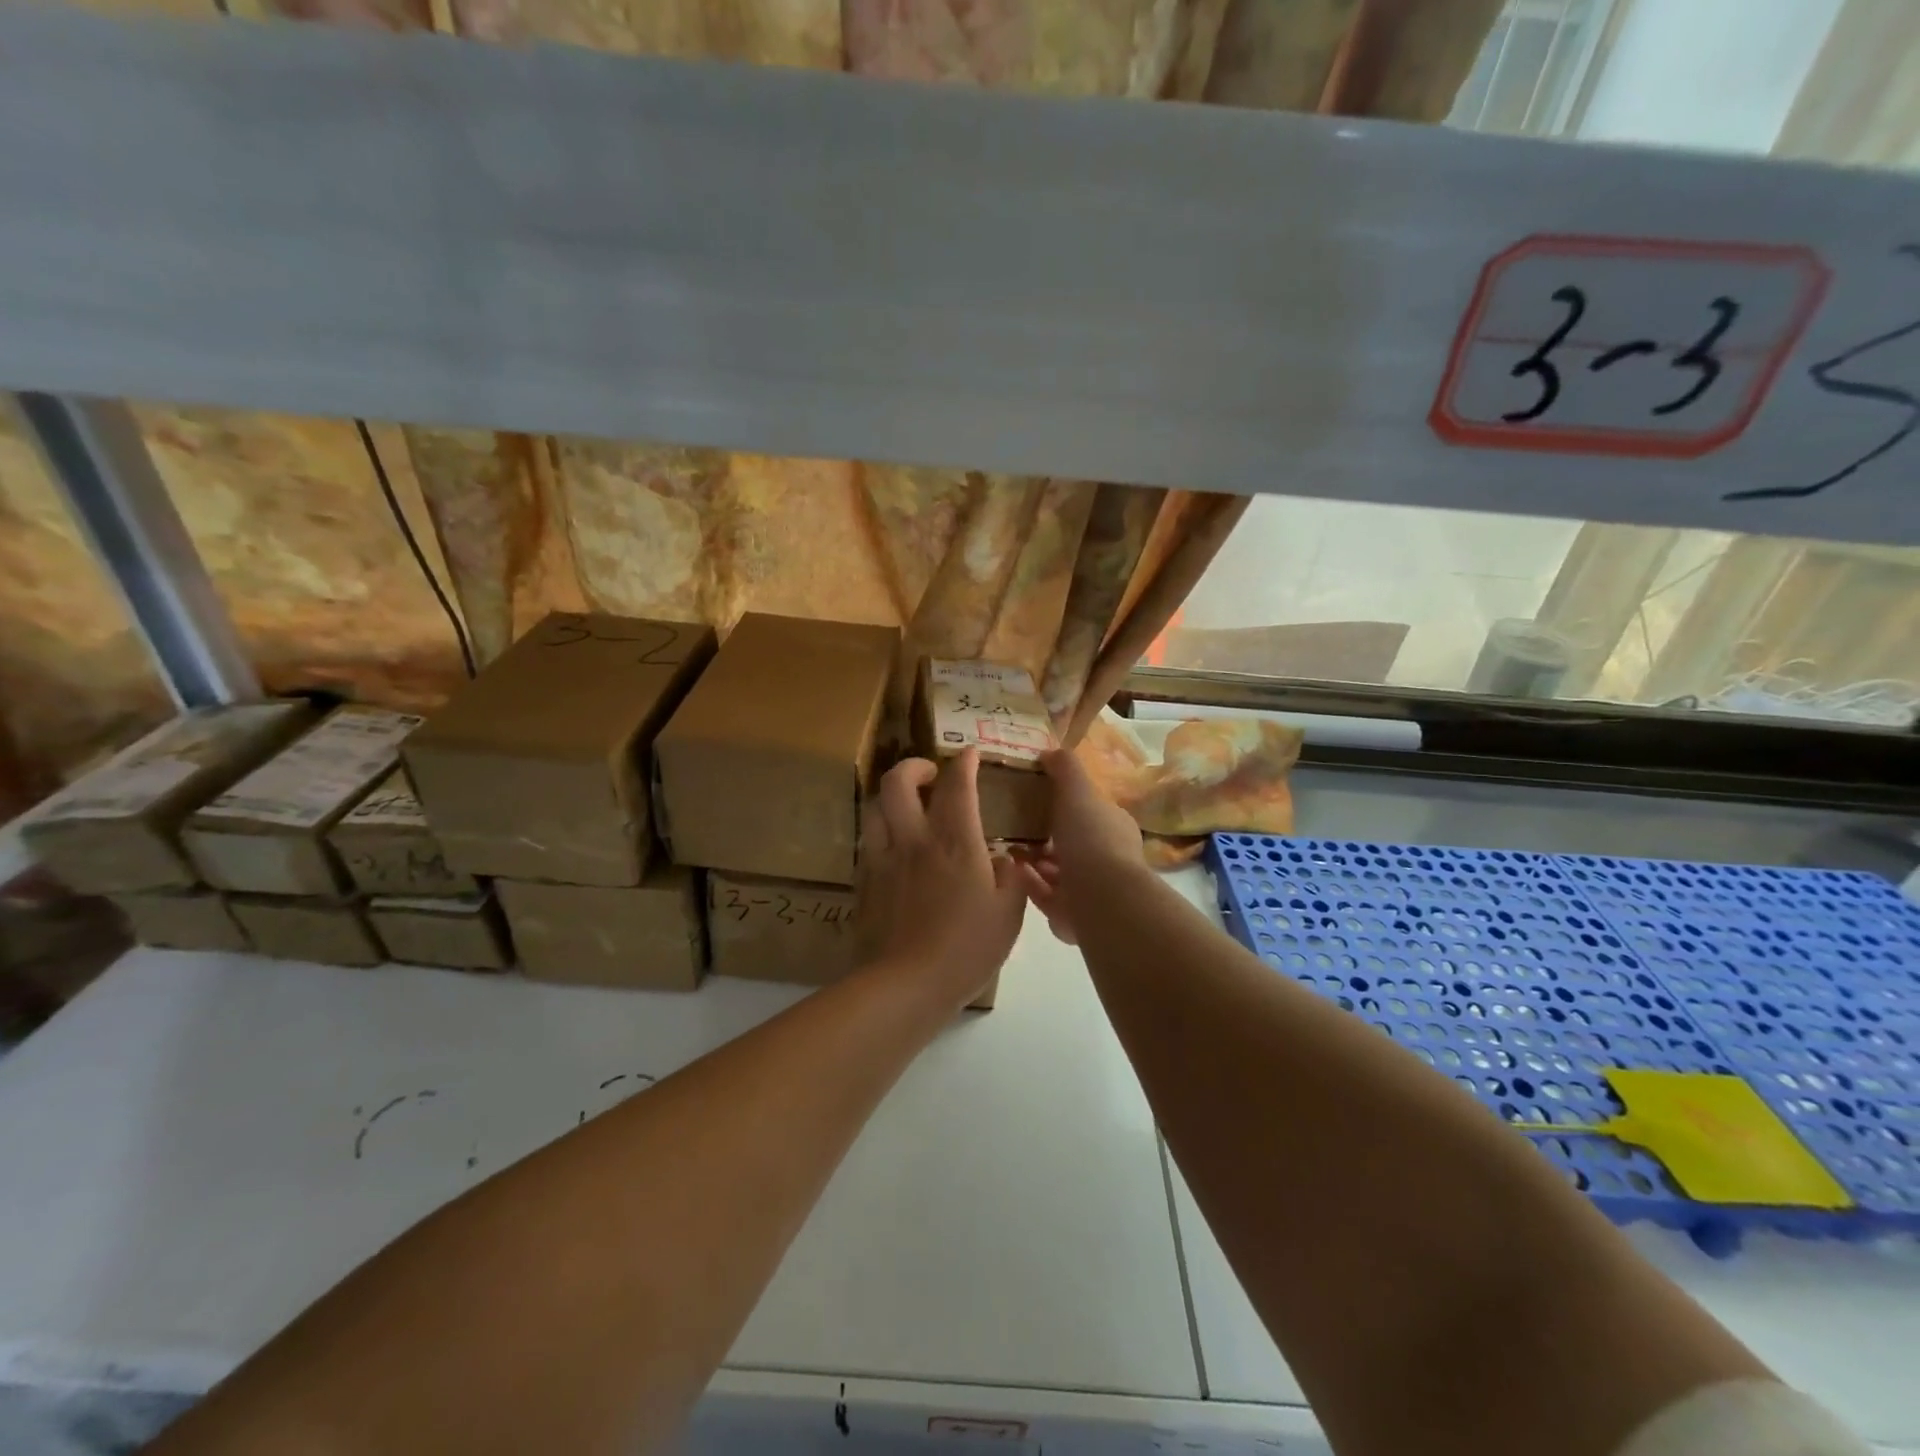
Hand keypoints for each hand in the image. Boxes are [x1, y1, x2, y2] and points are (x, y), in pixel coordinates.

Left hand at [854, 750, 1028, 1010]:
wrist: (905, 985)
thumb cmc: (966, 949)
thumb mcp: (1008, 915)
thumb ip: (1010, 879)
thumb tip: (1003, 859)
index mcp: (954, 842)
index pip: (957, 785)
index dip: (963, 763)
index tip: (969, 755)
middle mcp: (913, 839)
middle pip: (898, 782)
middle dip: (914, 766)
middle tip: (930, 774)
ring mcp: (882, 859)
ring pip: (875, 807)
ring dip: (892, 797)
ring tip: (908, 807)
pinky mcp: (864, 882)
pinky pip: (869, 841)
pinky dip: (882, 831)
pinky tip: (895, 848)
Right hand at [1017, 749, 1146, 946]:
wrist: (1101, 898)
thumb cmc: (1091, 838)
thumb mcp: (1078, 790)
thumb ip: (1065, 768)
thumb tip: (1050, 751)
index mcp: (1113, 827)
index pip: (1089, 812)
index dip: (1065, 806)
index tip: (1035, 800)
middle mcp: (1107, 858)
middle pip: (1071, 844)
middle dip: (1045, 838)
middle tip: (1014, 828)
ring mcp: (1093, 890)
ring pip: (1058, 873)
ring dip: (1034, 863)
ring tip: (1006, 851)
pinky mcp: (1075, 916)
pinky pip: (1047, 896)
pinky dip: (1030, 884)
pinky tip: (1011, 874)